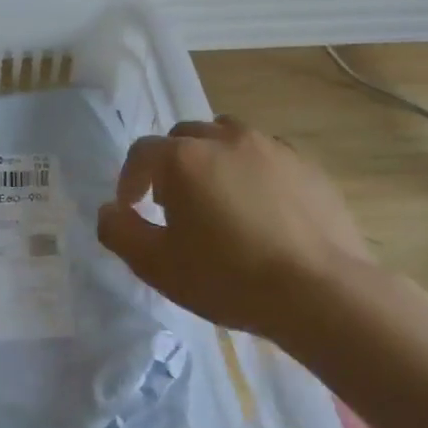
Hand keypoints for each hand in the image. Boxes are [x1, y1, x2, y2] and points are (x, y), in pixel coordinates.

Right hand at [97, 117, 373, 343]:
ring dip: (211, 158)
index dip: (129, 180)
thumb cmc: (228, 278)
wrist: (318, 291)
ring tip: (217, 196)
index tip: (132, 208)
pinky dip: (251, 170)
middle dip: (170, 164)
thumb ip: (120, 233)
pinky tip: (260, 208)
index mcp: (184, 159)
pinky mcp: (306, 164)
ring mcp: (271, 147)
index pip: (141, 153)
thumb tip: (109, 211)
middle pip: (184, 137)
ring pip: (227, 136)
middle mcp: (225, 139)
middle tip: (173, 204)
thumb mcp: (158, 266)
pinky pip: (266, 155)